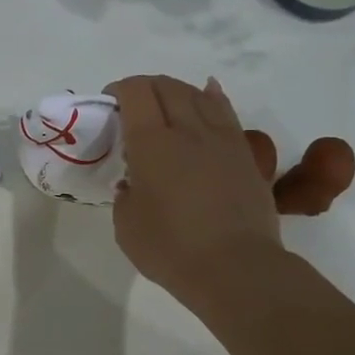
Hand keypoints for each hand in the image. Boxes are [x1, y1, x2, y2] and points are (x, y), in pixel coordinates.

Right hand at [105, 74, 282, 300]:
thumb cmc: (171, 249)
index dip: (120, 89)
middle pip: (167, 87)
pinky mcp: (245, 154)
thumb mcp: (126, 225)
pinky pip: (226, 112)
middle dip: (145, 87)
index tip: (109, 103)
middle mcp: (188, 130)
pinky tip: (208, 93)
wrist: (236, 268)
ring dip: (177, 91)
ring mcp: (221, 139)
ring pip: (198, 95)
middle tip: (133, 106)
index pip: (136, 94)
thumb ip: (126, 195)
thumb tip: (134, 183)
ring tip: (166, 103)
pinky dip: (212, 97)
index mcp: (152, 143)